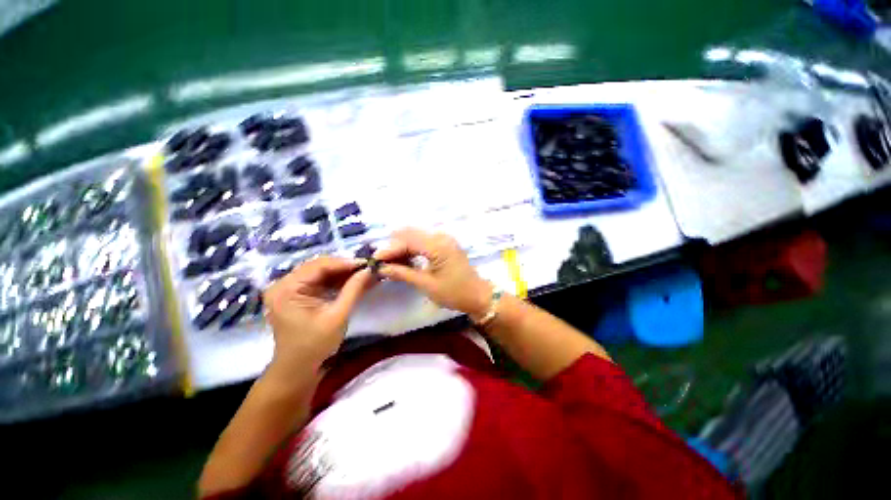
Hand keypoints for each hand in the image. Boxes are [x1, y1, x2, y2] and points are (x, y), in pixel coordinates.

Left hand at [263, 256, 374, 374]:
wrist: (297, 369)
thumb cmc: (315, 347)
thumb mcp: (337, 318)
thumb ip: (353, 291)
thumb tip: (370, 270)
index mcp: (287, 287)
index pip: (318, 266)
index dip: (344, 263)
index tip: (368, 263)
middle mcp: (281, 283)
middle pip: (316, 268)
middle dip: (342, 268)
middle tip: (367, 269)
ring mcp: (284, 289)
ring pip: (315, 274)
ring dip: (337, 275)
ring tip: (361, 275)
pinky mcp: (290, 295)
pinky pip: (312, 283)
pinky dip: (329, 284)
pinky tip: (348, 283)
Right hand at [375, 228, 491, 318]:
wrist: (479, 296)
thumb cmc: (455, 293)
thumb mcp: (426, 285)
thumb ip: (403, 273)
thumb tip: (381, 268)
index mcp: (437, 246)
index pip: (406, 241)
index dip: (389, 249)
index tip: (374, 260)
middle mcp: (440, 236)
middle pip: (409, 234)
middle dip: (392, 246)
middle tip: (379, 262)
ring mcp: (443, 239)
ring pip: (414, 236)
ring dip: (400, 246)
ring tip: (388, 262)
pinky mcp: (444, 244)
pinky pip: (422, 241)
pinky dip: (410, 248)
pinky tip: (402, 260)